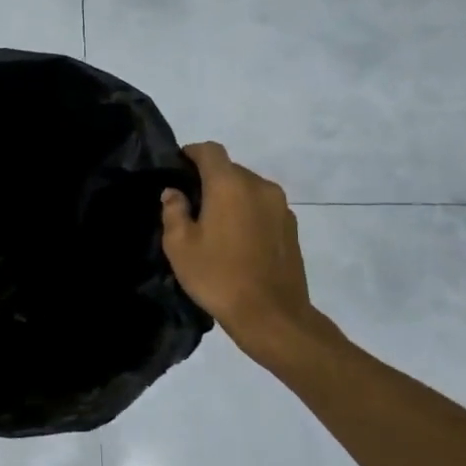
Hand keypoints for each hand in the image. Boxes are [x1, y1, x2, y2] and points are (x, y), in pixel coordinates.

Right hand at [160, 143, 333, 363]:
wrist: (272, 315)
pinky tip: (237, 240)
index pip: (210, 150)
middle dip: (210, 179)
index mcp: (230, 185)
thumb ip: (174, 211)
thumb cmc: (218, 276)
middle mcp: (259, 186)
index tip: (178, 168)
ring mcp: (281, 206)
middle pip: (230, 169)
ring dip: (231, 197)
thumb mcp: (179, 246)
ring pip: (248, 188)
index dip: (191, 153)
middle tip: (191, 204)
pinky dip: (248, 213)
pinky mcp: (292, 227)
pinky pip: (263, 207)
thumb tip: (175, 193)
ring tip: (215, 225)